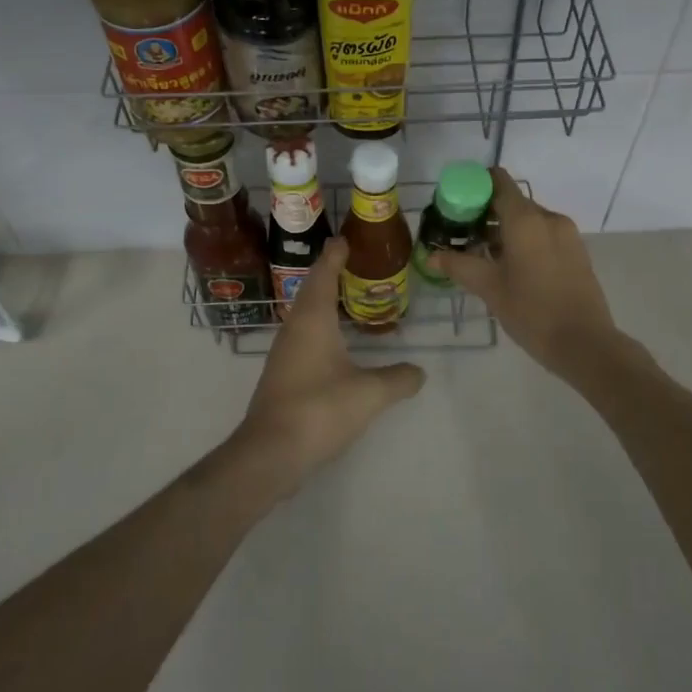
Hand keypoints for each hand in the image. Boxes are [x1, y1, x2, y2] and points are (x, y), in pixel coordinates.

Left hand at [231, 237, 425, 491]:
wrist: (271, 452)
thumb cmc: (320, 409)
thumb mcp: (369, 394)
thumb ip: (398, 379)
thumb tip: (419, 372)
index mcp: (312, 320)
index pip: (323, 275)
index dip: (334, 256)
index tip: (344, 239)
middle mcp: (294, 329)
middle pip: (311, 291)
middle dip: (330, 275)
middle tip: (353, 264)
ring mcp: (284, 353)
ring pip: (305, 316)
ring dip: (324, 302)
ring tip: (348, 299)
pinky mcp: (282, 376)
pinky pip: (304, 338)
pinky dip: (321, 329)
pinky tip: (335, 344)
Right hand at [429, 168, 620, 379]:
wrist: (585, 344)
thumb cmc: (532, 311)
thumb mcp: (489, 288)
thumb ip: (458, 266)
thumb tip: (430, 256)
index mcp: (526, 219)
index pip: (499, 182)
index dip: (475, 186)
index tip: (456, 204)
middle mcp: (549, 218)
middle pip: (512, 202)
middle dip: (486, 214)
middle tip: (462, 236)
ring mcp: (567, 234)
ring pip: (529, 220)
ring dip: (506, 230)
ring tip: (484, 257)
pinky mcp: (577, 252)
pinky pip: (544, 234)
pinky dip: (525, 241)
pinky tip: (512, 268)